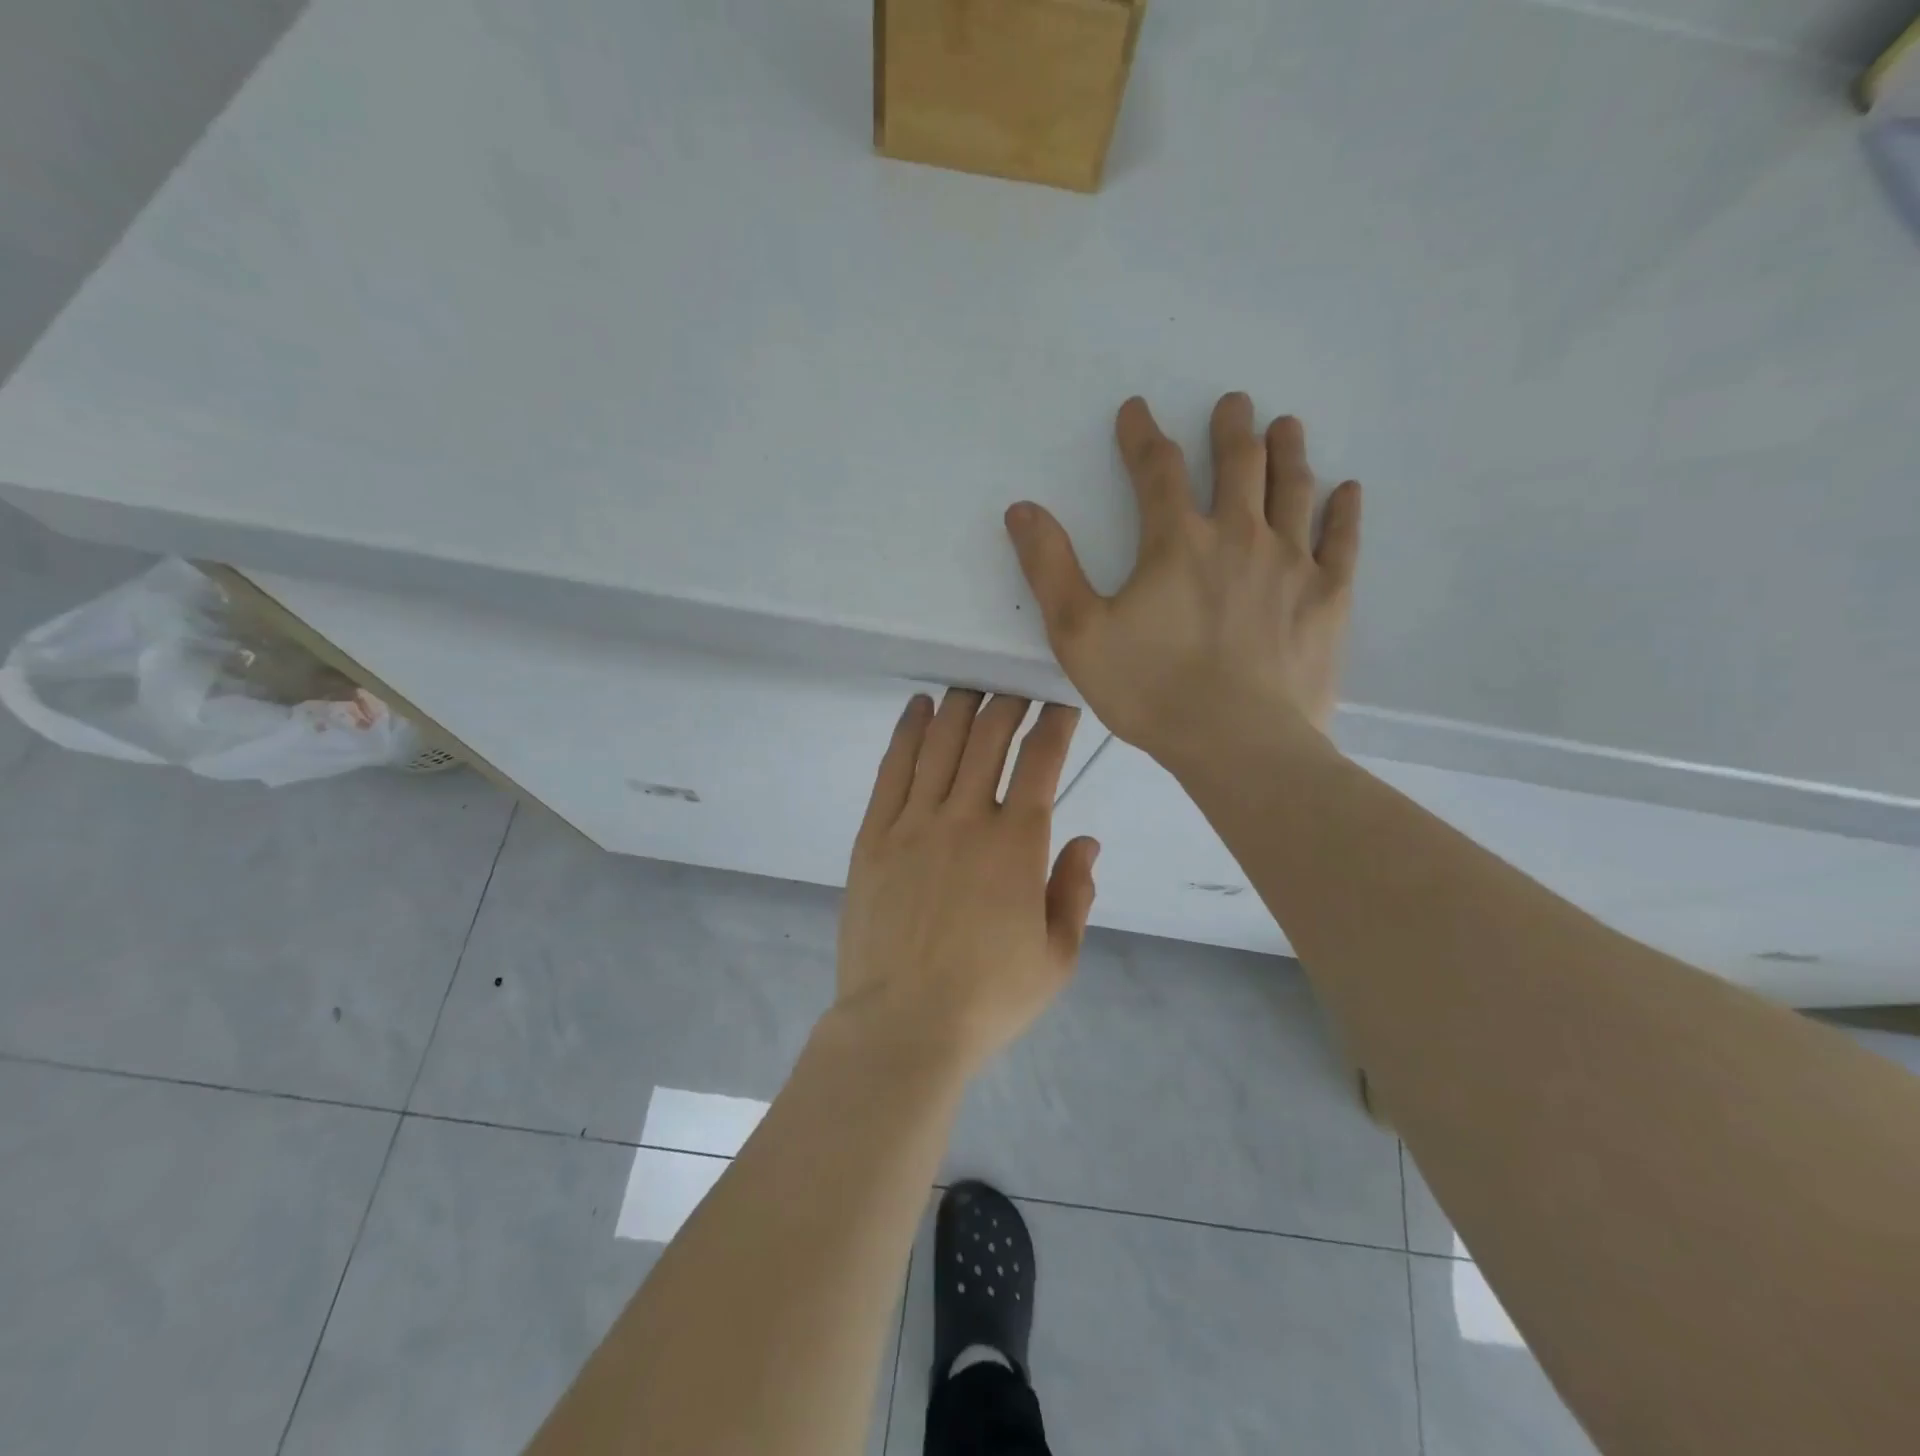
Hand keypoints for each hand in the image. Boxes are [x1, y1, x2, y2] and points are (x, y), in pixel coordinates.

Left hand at [835, 691, 1099, 1072]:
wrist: (904, 1026)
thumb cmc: (988, 998)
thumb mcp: (1057, 957)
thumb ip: (1075, 892)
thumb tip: (1085, 841)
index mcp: (1017, 845)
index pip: (1041, 761)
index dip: (1054, 724)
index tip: (1060, 705)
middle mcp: (966, 819)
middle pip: (988, 739)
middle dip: (1008, 704)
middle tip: (1016, 687)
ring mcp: (913, 824)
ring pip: (940, 743)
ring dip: (960, 707)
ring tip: (972, 686)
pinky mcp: (873, 836)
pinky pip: (892, 770)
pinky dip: (907, 732)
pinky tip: (919, 708)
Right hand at [1004, 393, 1361, 766]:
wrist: (1239, 745)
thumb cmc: (1152, 691)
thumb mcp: (1078, 634)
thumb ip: (1049, 568)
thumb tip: (1022, 509)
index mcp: (1177, 543)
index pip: (1157, 470)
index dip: (1142, 436)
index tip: (1137, 409)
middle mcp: (1239, 537)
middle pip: (1238, 464)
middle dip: (1230, 429)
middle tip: (1233, 403)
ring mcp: (1292, 565)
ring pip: (1293, 490)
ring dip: (1287, 452)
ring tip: (1286, 426)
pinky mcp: (1328, 599)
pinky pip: (1342, 541)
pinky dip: (1344, 511)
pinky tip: (1346, 490)